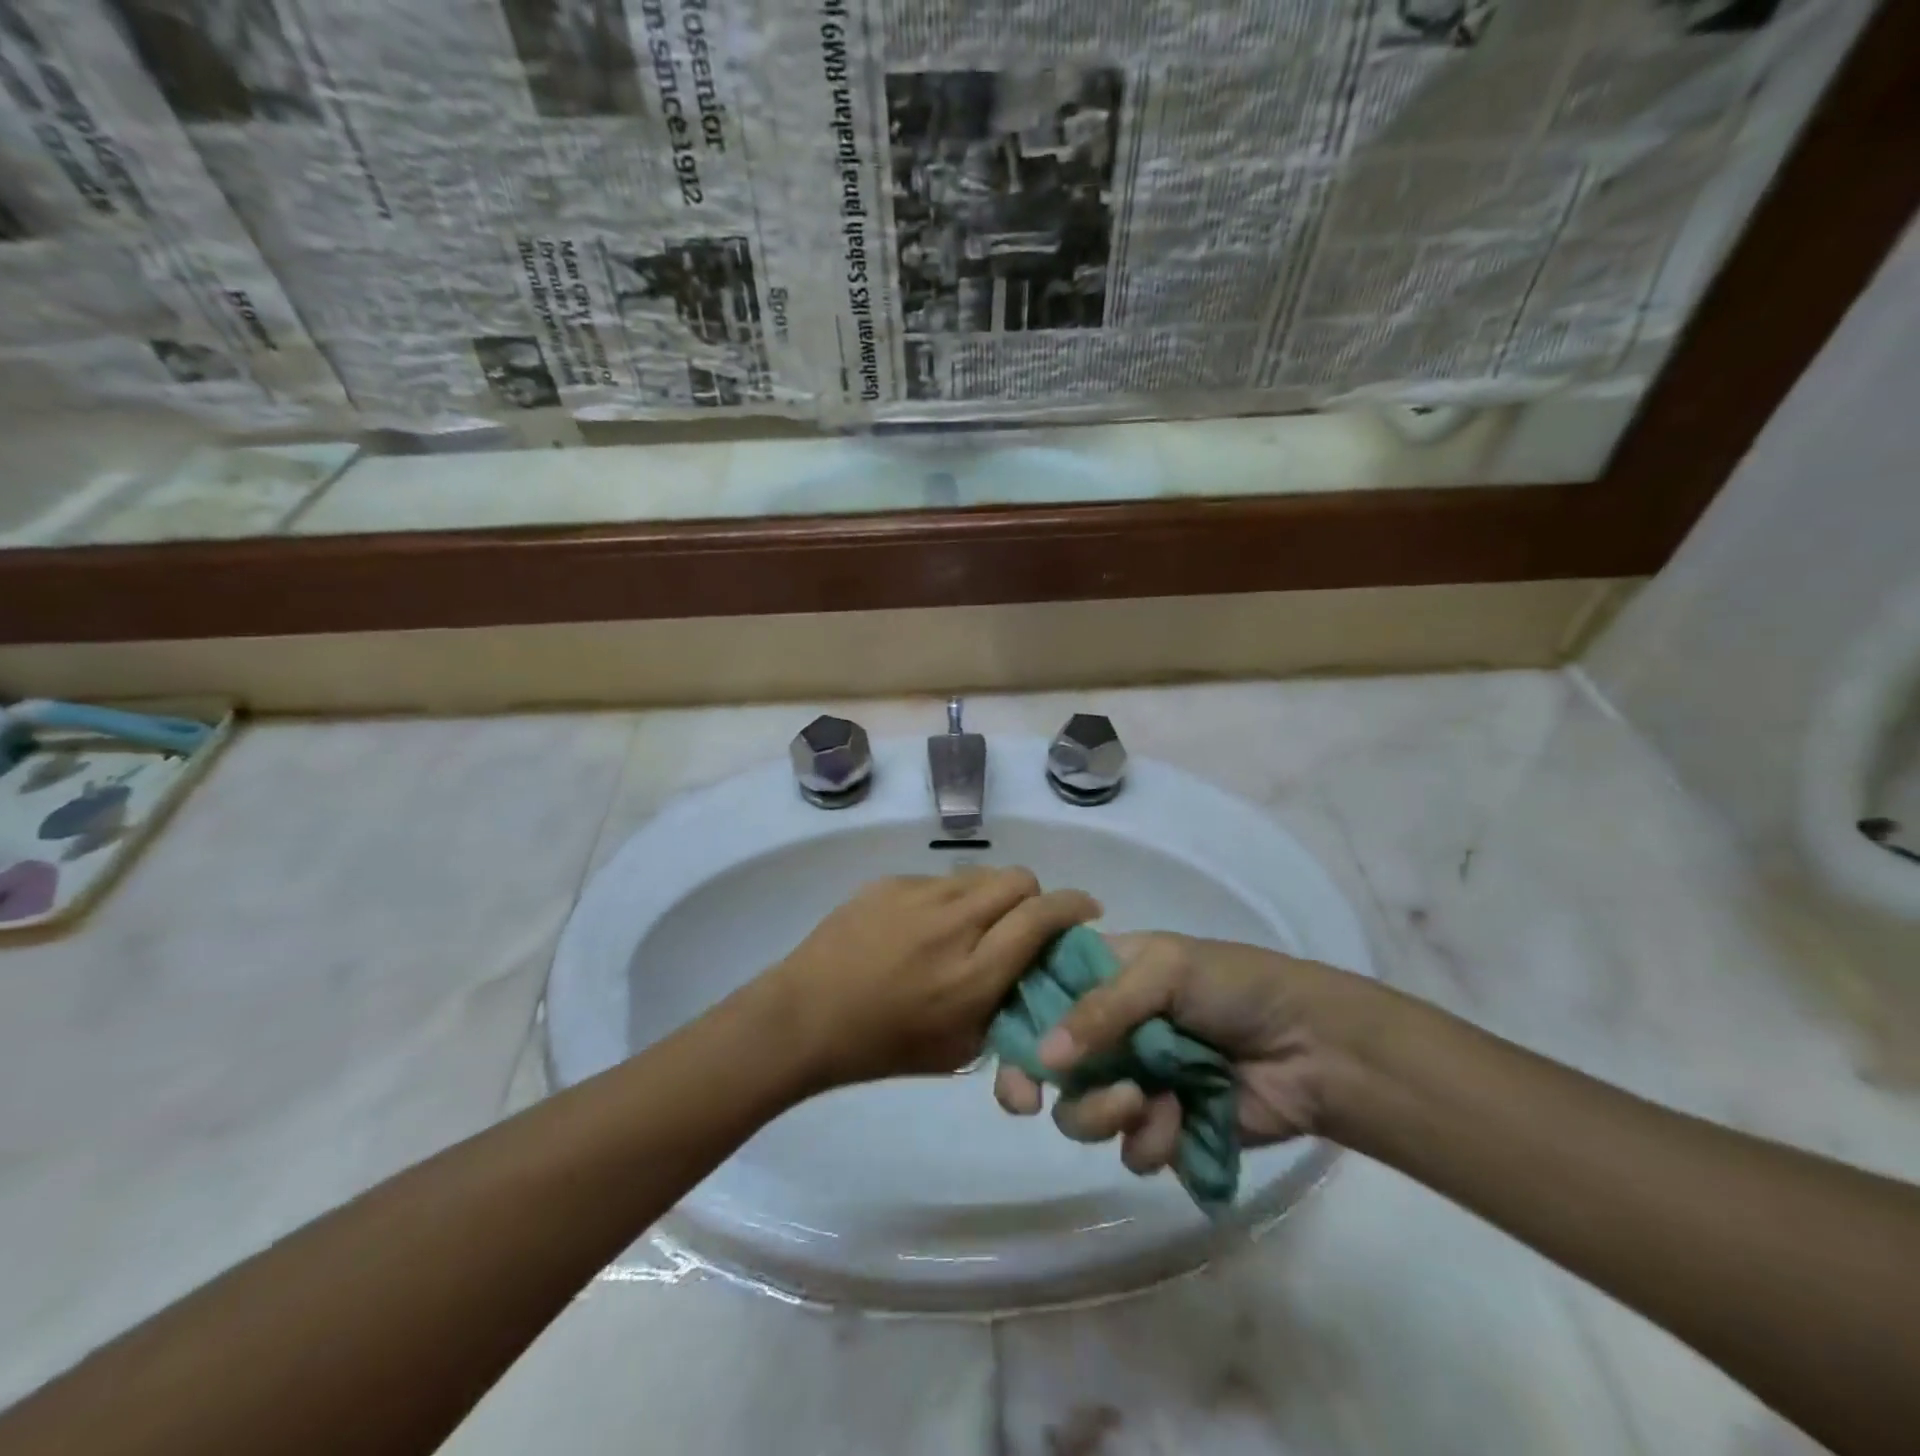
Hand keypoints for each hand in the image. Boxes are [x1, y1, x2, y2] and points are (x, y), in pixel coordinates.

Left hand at [766, 869, 1099, 1088]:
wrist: (805, 1017)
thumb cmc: (883, 1047)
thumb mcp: (959, 1048)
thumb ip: (1004, 1008)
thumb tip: (1030, 973)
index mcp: (976, 972)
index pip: (1043, 916)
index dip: (1073, 906)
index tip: (1085, 910)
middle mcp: (955, 923)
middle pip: (1018, 879)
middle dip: (1033, 896)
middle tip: (1022, 921)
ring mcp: (919, 895)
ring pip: (979, 873)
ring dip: (990, 895)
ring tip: (969, 924)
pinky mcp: (890, 882)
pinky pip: (938, 879)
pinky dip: (947, 898)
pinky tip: (922, 927)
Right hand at [992, 932, 1379, 1173]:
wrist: (1312, 1047)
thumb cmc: (1234, 987)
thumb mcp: (1165, 971)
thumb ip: (1101, 1009)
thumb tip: (1043, 1058)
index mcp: (1102, 977)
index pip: (1038, 994)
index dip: (1014, 1023)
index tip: (1002, 1051)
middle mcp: (1108, 1030)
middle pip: (1047, 1062)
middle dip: (1036, 1083)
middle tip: (1030, 1102)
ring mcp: (1134, 1080)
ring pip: (1081, 1112)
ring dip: (1101, 1112)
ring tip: (1142, 1102)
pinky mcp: (1164, 1128)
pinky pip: (1131, 1148)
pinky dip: (1149, 1139)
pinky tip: (1179, 1120)